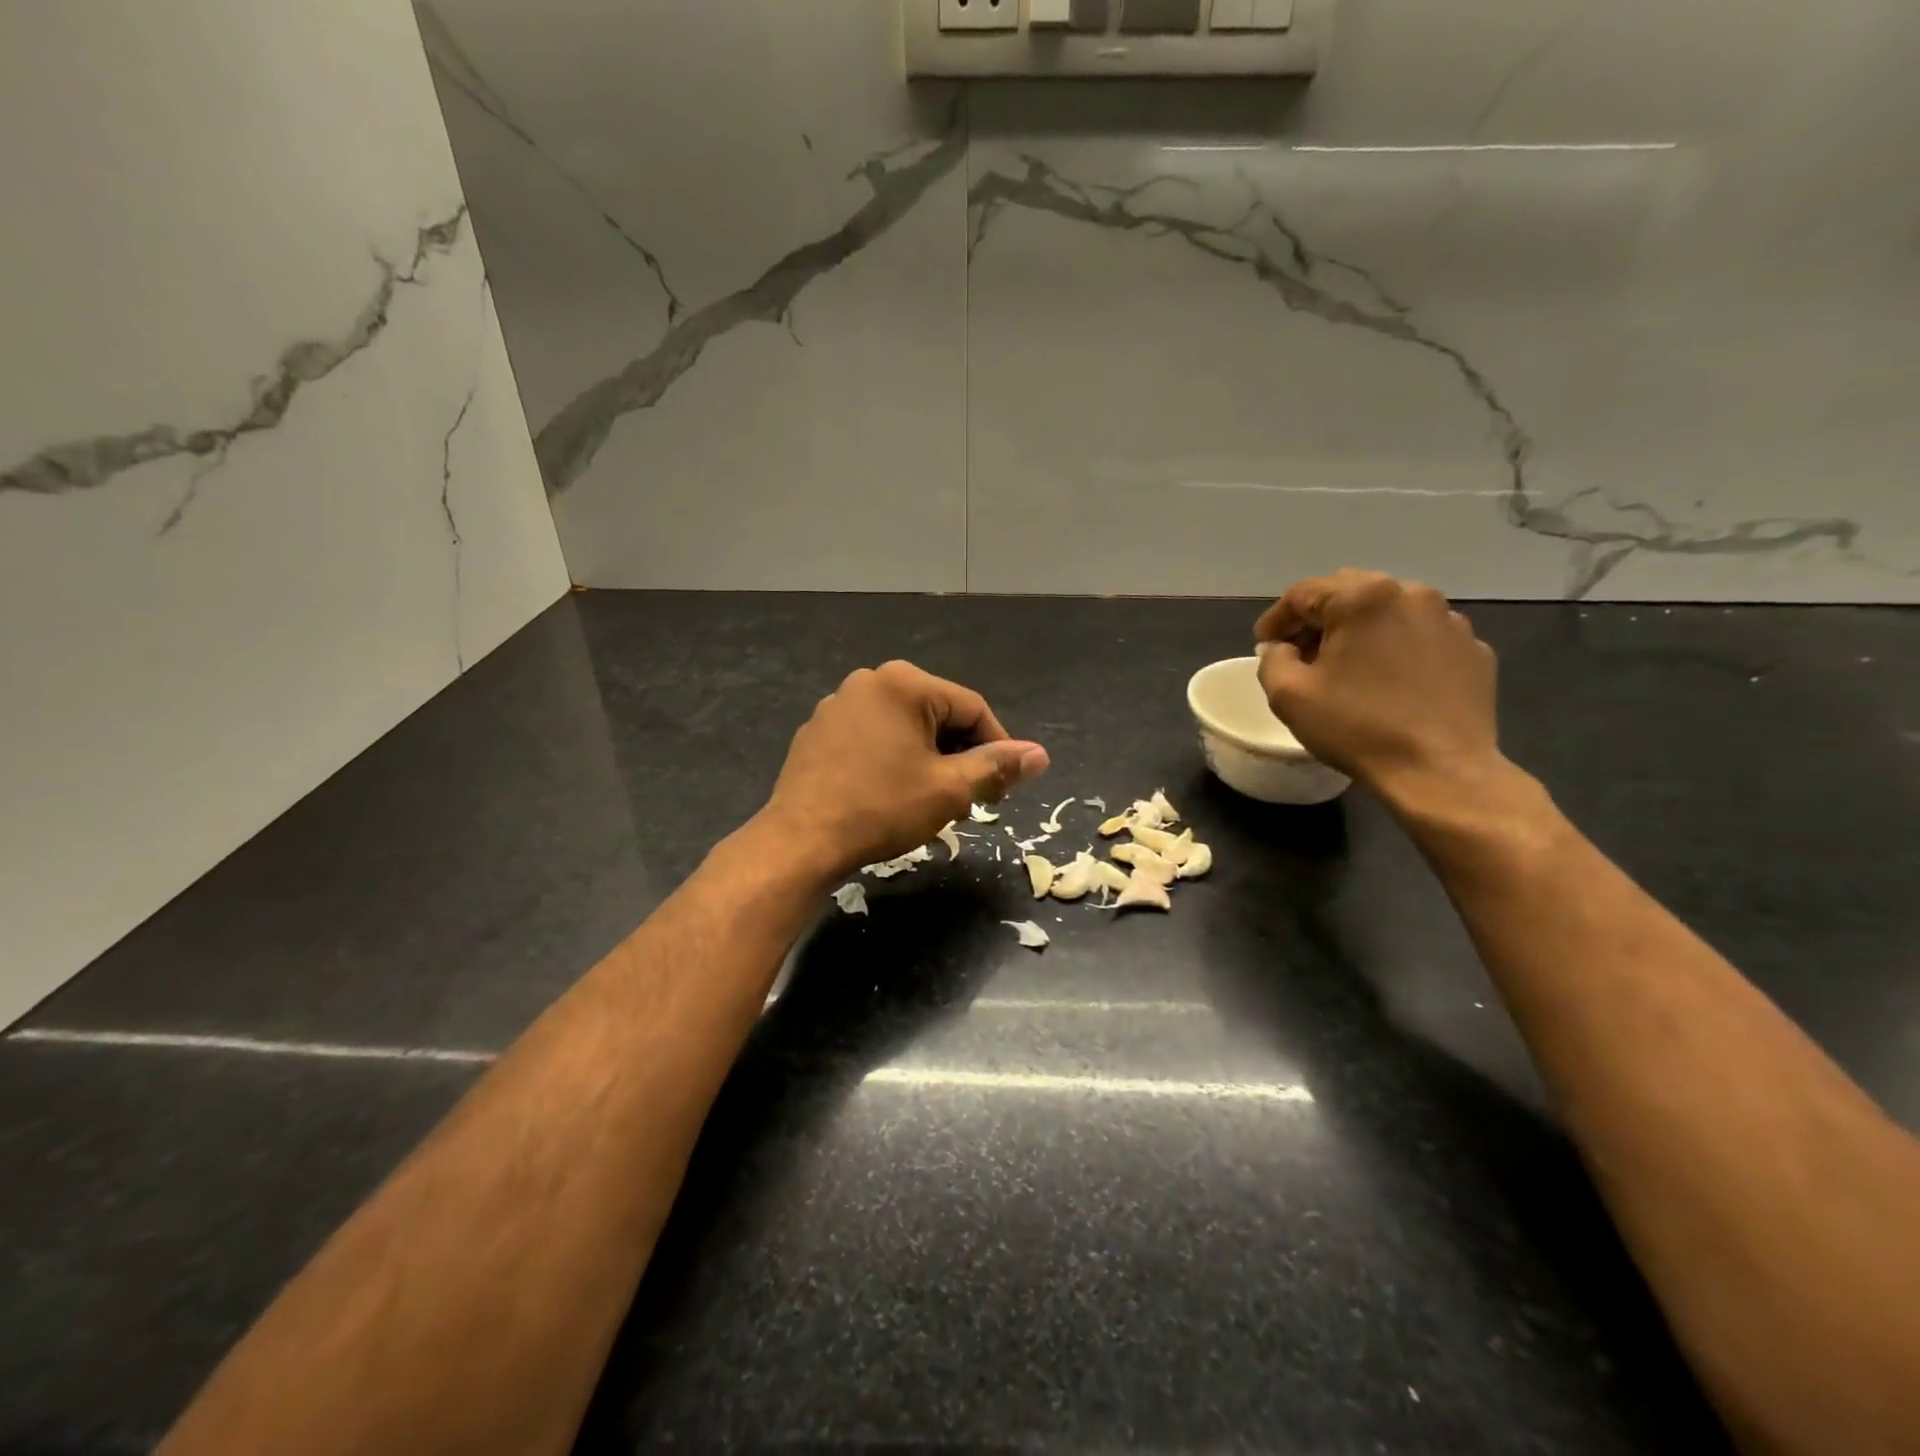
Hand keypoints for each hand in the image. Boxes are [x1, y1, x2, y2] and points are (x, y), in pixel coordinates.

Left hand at [754, 661, 1048, 880]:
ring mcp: (838, 705)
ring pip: (904, 727)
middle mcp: (869, 681)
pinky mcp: (818, 731)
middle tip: (972, 798)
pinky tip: (893, 793)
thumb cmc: (881, 809)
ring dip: (929, 759)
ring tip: (935, 800)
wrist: (800, 841)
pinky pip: (873, 736)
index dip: (998, 746)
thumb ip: (997, 767)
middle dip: (960, 754)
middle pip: (937, 714)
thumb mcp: (949, 790)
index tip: (1007, 785)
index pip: (972, 708)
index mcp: (904, 683)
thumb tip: (1040, 755)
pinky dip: (894, 758)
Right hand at [1254, 569, 1501, 795]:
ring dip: (1361, 632)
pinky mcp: (1473, 649)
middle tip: (1302, 654)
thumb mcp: (1287, 694)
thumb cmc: (1356, 727)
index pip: (1303, 593)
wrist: (1439, 771)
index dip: (1276, 619)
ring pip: (1389, 612)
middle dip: (1319, 620)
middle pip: (1349, 593)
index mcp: (1363, 597)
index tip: (1264, 646)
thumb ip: (1272, 659)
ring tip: (1348, 668)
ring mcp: (1449, 620)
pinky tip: (1390, 683)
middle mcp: (1411, 594)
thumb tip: (1282, 648)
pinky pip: (1422, 637)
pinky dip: (1398, 649)